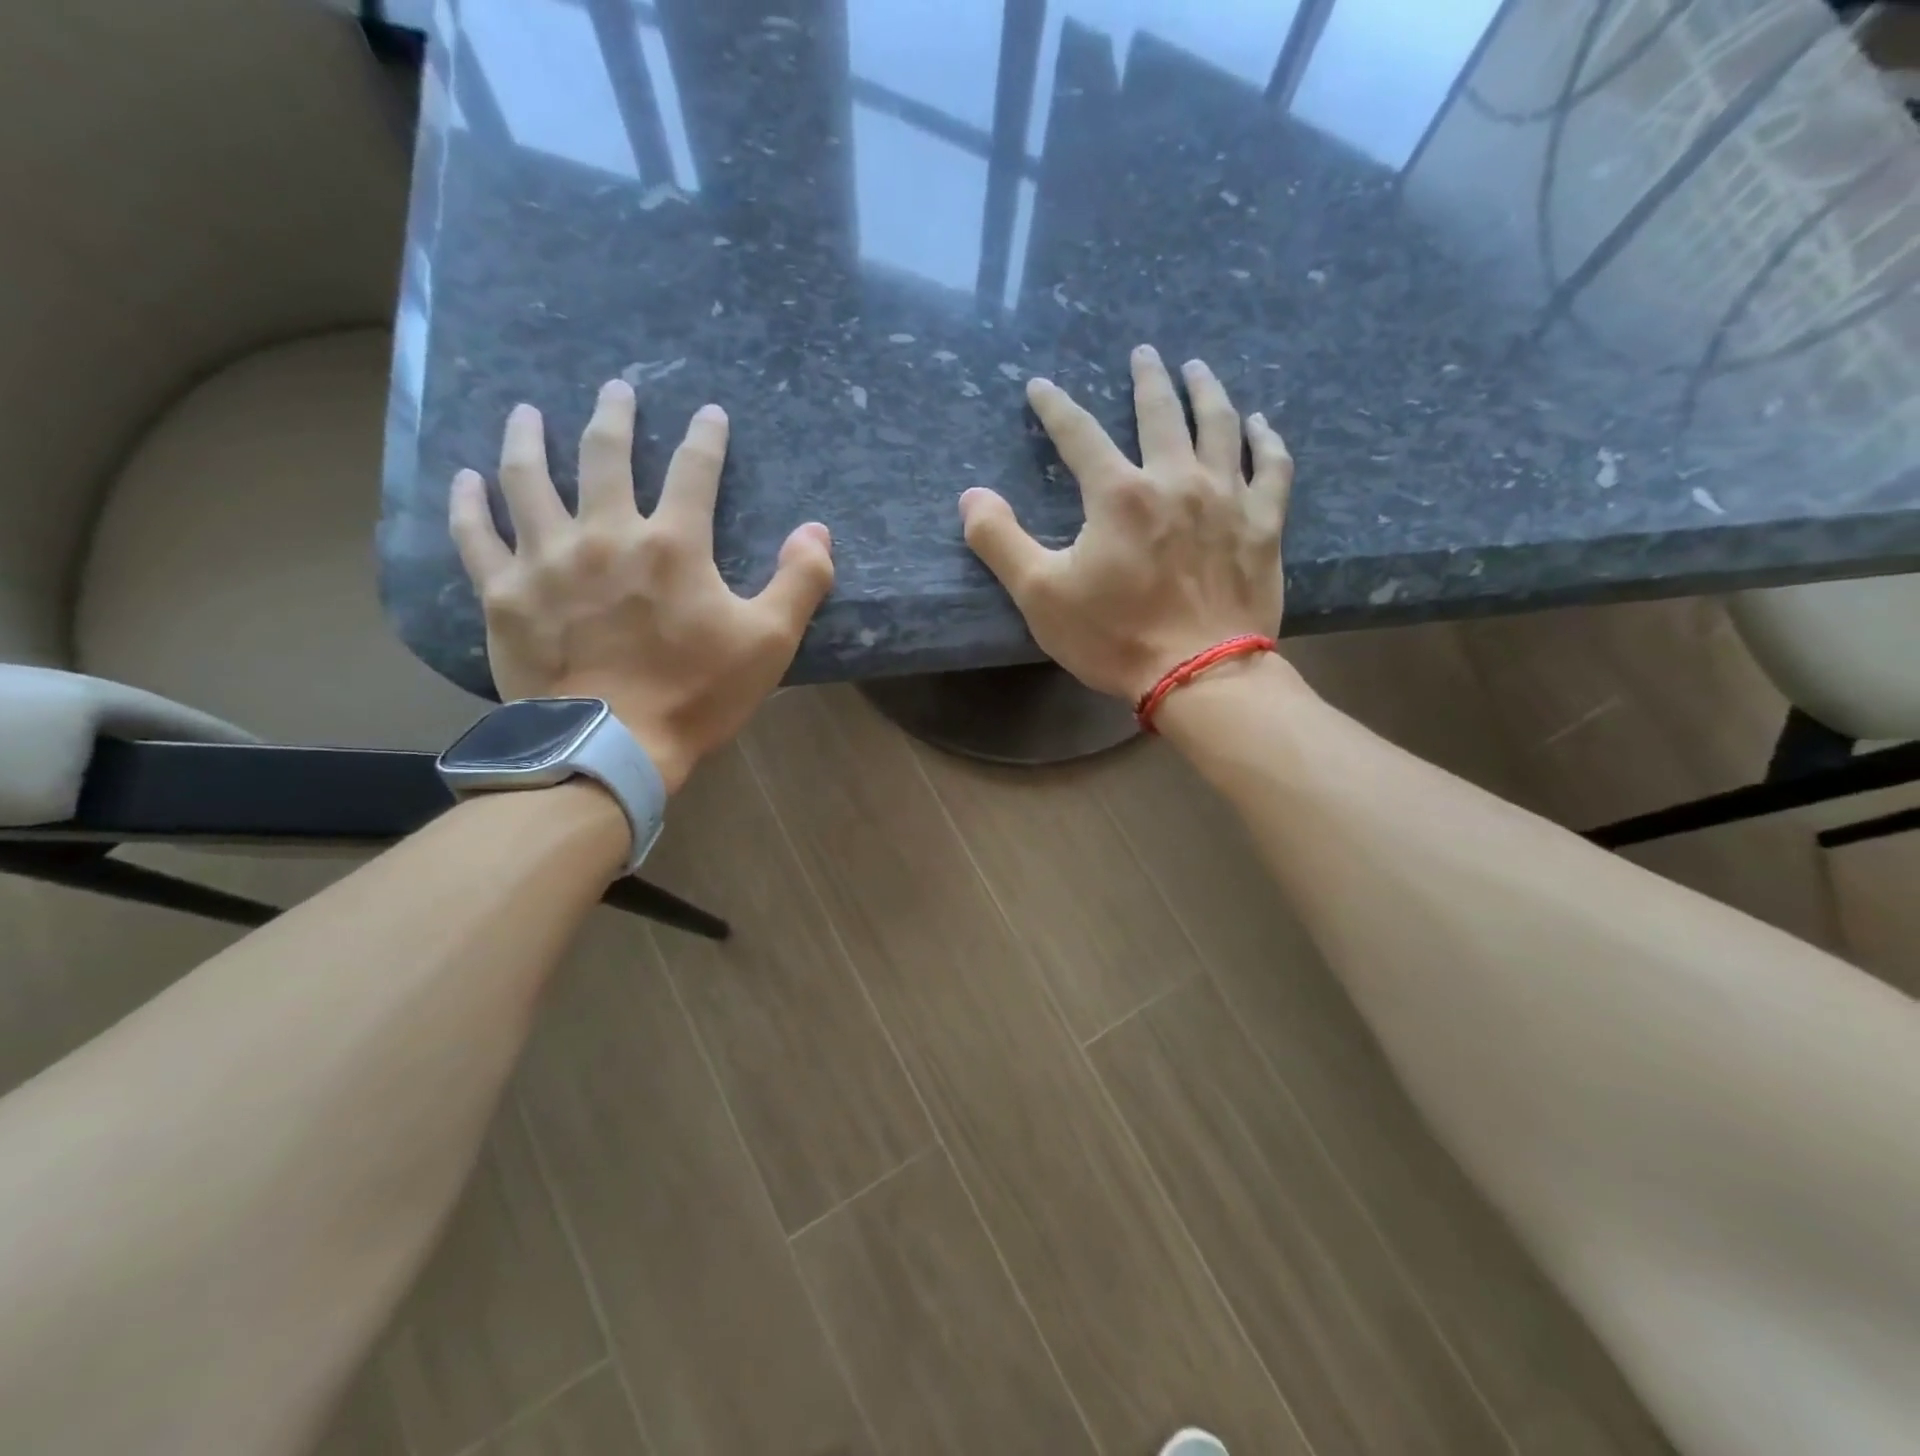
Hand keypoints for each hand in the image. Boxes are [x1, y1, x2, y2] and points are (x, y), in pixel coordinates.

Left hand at [448, 380, 833, 791]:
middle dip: (613, 416)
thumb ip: (800, 581)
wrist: (612, 747)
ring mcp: (546, 560)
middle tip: (615, 389)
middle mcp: (604, 534)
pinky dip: (467, 504)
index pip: (693, 470)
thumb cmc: (697, 694)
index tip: (709, 413)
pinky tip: (464, 480)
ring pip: (528, 479)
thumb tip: (817, 530)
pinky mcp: (504, 595)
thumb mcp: (770, 642)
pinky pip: (476, 537)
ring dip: (528, 438)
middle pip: (604, 455)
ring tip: (525, 412)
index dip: (705, 437)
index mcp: (673, 544)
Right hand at [959, 345, 1290, 701]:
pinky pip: (1272, 467)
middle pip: (1160, 412)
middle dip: (1148, 378)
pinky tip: (1260, 424)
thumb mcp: (1040, 596)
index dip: (1055, 406)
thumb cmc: (1116, 638)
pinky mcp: (1264, 525)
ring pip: (1219, 425)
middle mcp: (1175, 479)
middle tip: (1144, 353)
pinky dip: (1267, 440)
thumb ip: (1000, 541)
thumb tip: (970, 496)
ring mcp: (1227, 498)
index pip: (1078, 434)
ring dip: (1206, 391)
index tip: (1040, 387)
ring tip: (1198, 369)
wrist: (1201, 675)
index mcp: (1118, 494)